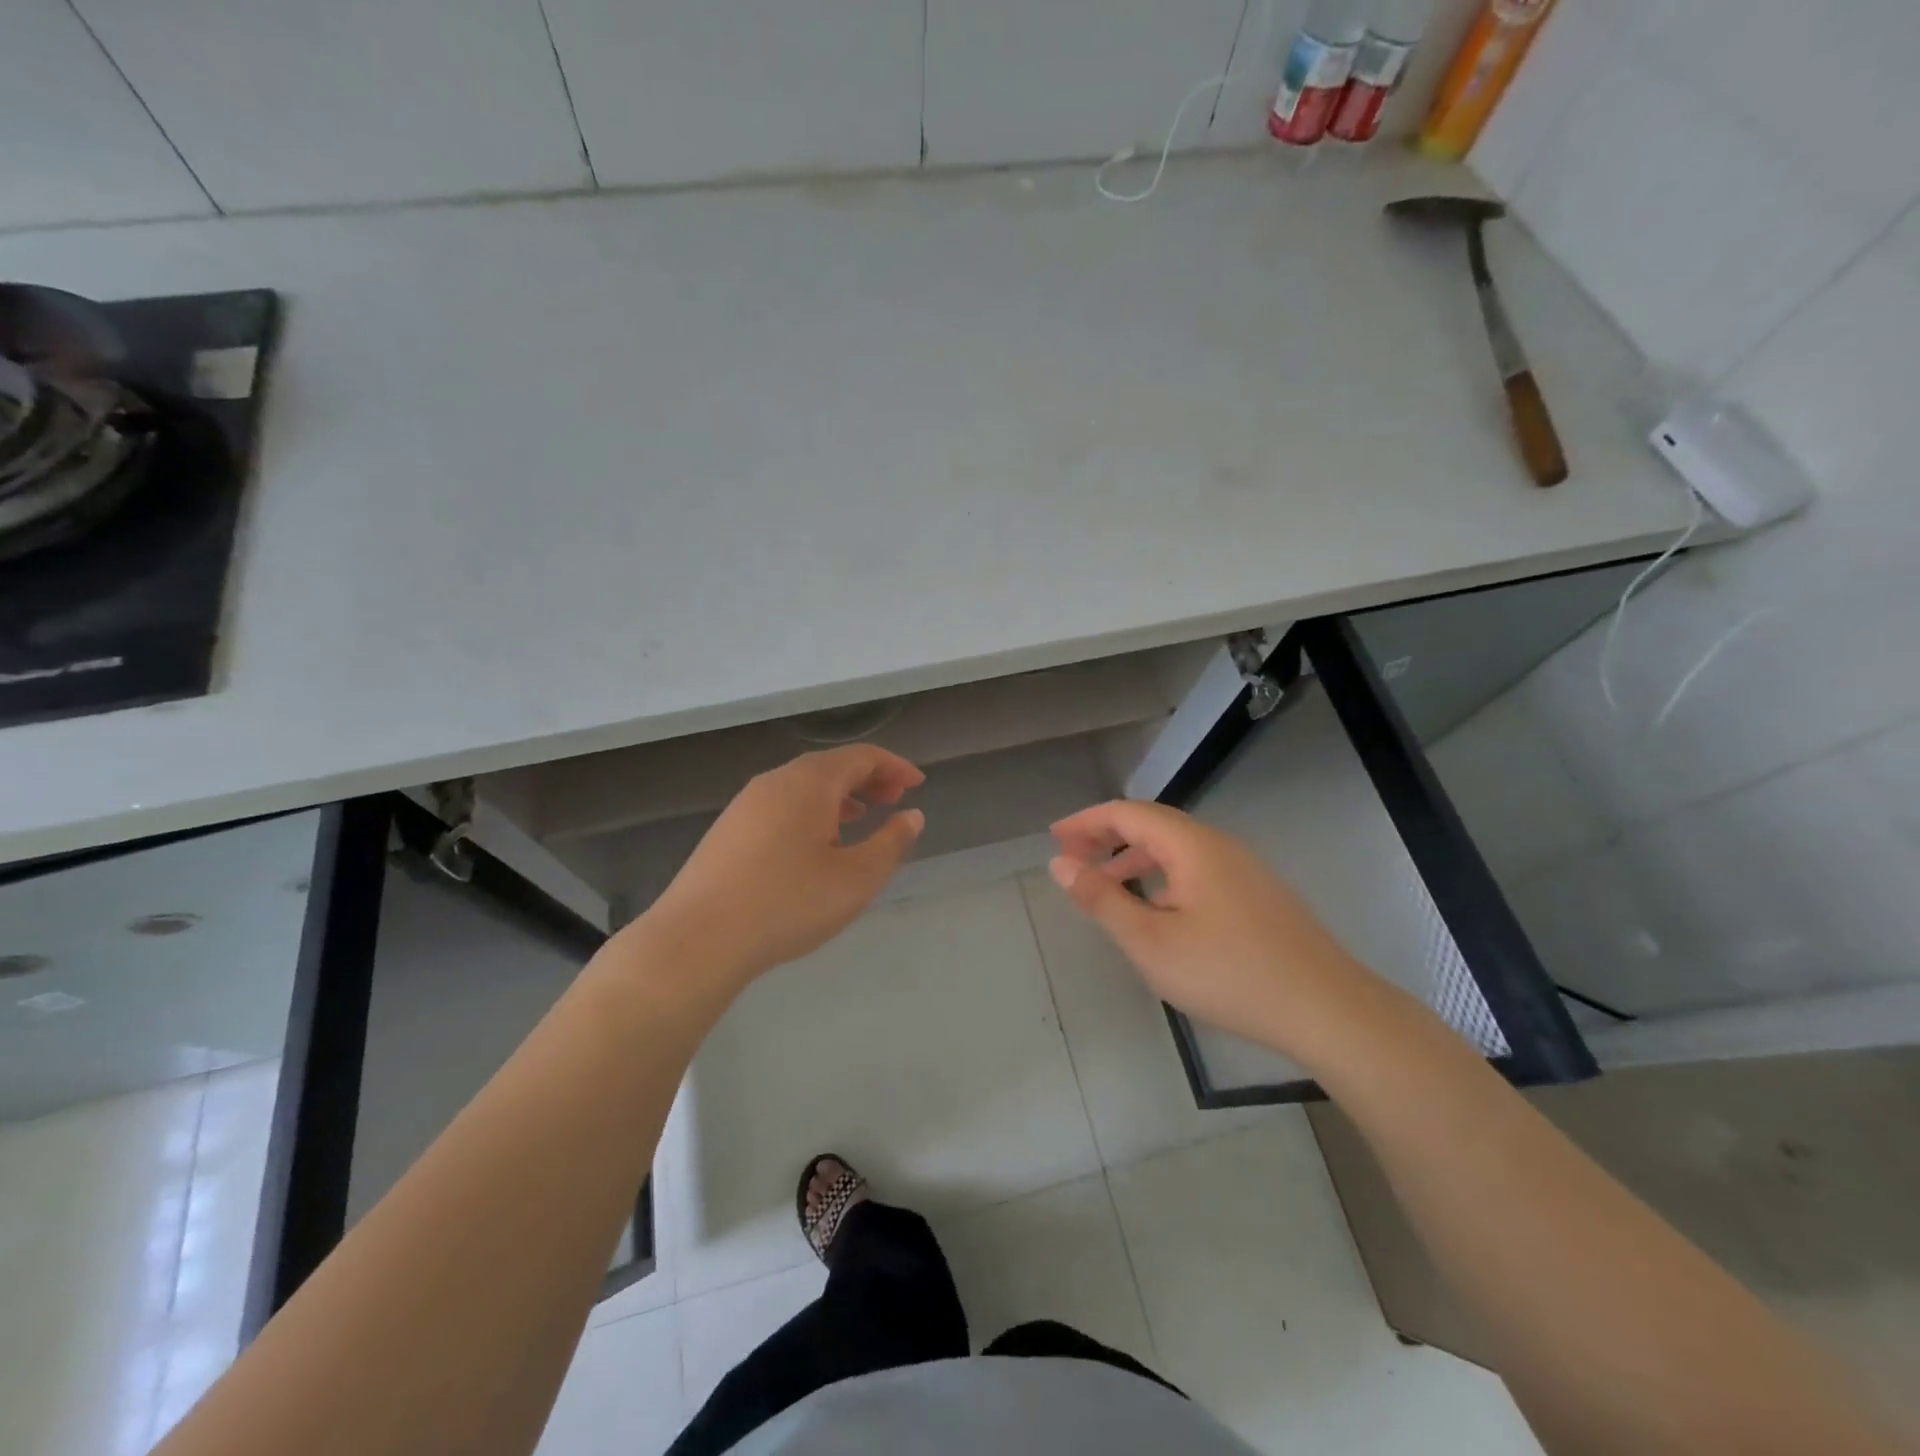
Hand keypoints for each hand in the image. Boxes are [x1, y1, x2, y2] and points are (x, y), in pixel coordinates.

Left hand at [646, 745, 924, 988]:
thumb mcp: (856, 878)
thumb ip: (891, 843)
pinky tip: (816, 844)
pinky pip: (782, 804)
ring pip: (803, 786)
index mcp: (810, 782)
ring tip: (862, 818)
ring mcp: (746, 804)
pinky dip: (811, 811)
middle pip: (831, 766)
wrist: (698, 938)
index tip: (918, 784)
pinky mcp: (728, 829)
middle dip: (868, 778)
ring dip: (839, 796)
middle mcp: (776, 781)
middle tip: (895, 800)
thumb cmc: (788, 903)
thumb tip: (912, 816)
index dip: (894, 766)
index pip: (861, 757)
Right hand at [1048, 800, 1367, 1058]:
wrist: (1327, 1008)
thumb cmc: (1229, 972)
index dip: (1086, 821)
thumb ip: (1102, 900)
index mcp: (1191, 845)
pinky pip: (1197, 868)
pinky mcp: (1257, 894)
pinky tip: (1157, 908)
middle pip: (1153, 824)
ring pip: (1177, 848)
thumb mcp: (1151, 942)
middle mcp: (1219, 845)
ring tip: (1105, 882)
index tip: (1054, 837)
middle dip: (1107, 836)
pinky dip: (1162, 875)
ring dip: (1135, 857)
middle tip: (1072, 857)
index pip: (1127, 813)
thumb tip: (1061, 864)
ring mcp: (1244, 868)